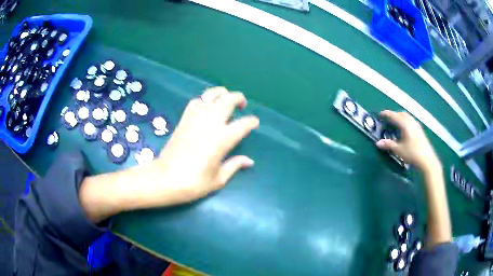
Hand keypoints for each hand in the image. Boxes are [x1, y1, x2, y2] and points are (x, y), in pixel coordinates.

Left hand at [152, 87, 259, 201]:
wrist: (165, 179)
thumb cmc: (193, 183)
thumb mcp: (218, 179)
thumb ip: (234, 166)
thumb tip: (249, 161)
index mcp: (222, 139)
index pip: (243, 124)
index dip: (251, 122)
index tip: (254, 123)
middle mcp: (210, 123)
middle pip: (228, 100)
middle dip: (238, 98)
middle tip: (242, 104)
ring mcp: (195, 118)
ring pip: (211, 95)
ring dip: (222, 94)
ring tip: (225, 99)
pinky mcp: (184, 119)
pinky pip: (196, 101)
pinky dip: (204, 100)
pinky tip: (206, 106)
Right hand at [376, 110, 440, 171]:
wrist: (427, 159)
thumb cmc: (412, 153)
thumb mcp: (399, 150)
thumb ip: (389, 145)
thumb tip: (378, 143)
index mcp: (405, 124)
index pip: (394, 116)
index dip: (386, 114)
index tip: (380, 114)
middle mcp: (411, 122)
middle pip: (401, 114)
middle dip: (394, 115)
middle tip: (388, 119)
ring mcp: (417, 125)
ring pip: (407, 117)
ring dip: (400, 117)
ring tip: (396, 123)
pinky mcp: (420, 130)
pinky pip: (411, 121)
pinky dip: (406, 121)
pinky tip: (405, 129)